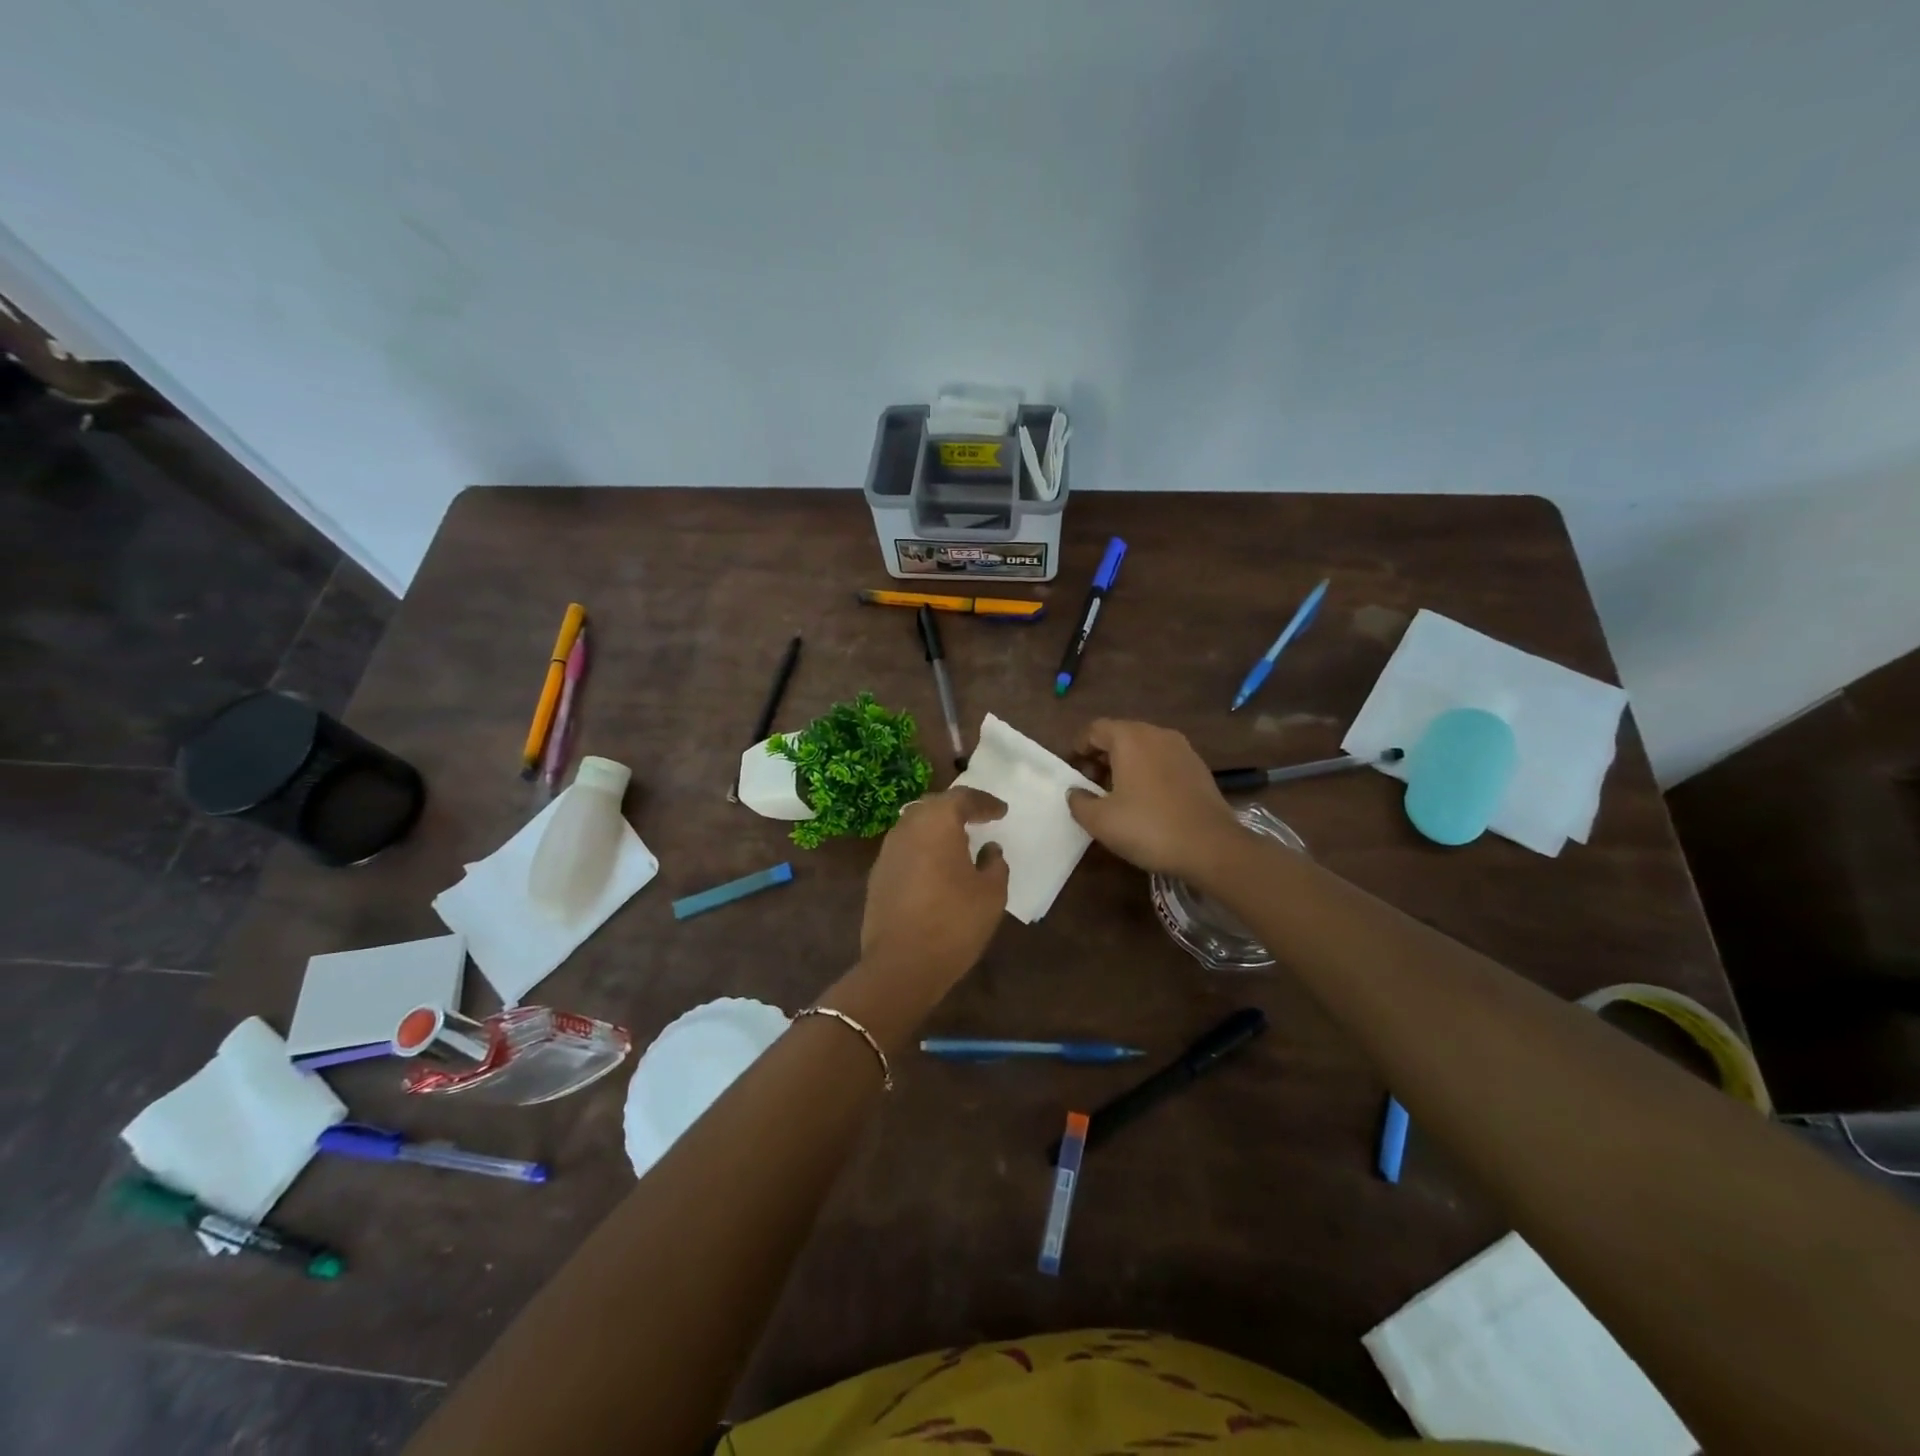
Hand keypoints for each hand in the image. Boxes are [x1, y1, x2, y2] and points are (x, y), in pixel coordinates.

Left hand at [861, 787, 1008, 989]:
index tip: (1001, 812)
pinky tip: (936, 865)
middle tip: (978, 818)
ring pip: (915, 825)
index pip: (962, 798)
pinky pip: (905, 848)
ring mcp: (887, 851)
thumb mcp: (991, 894)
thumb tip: (989, 849)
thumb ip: (995, 864)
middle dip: (957, 808)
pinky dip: (923, 848)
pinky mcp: (877, 874)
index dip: (984, 803)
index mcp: (937, 822)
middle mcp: (907, 827)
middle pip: (934, 806)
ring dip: (937, 828)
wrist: (900, 965)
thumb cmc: (954, 923)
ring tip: (958, 840)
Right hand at [1068, 720, 1245, 881]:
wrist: (1211, 847)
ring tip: (1118, 794)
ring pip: (1144, 747)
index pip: (1095, 729)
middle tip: (1092, 785)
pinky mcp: (1199, 768)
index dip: (1079, 747)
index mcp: (1130, 738)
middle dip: (1102, 756)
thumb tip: (1076, 792)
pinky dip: (1149, 772)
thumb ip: (1079, 801)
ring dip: (1126, 764)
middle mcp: (1157, 734)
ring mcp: (1183, 749)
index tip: (1073, 771)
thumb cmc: (1148, 828)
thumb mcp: (1100, 820)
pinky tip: (1147, 800)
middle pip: (1120, 735)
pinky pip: (1163, 760)